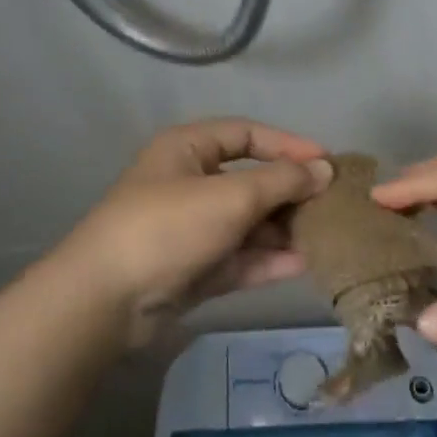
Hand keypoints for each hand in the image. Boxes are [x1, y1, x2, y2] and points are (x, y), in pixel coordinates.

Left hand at [59, 118, 331, 346]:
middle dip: (290, 193)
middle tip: (332, 205)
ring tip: (326, 236)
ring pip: (247, 223)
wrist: (104, 301)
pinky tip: (304, 264)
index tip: (326, 162)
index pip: (247, 135)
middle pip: (250, 181)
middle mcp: (190, 183)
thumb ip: (282, 182)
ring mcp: (191, 229)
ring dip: (283, 229)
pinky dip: (267, 260)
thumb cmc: (168, 226)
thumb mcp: (230, 195)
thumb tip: (325, 169)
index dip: (287, 145)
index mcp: (188, 149)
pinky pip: (238, 257)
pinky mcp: (193, 269)